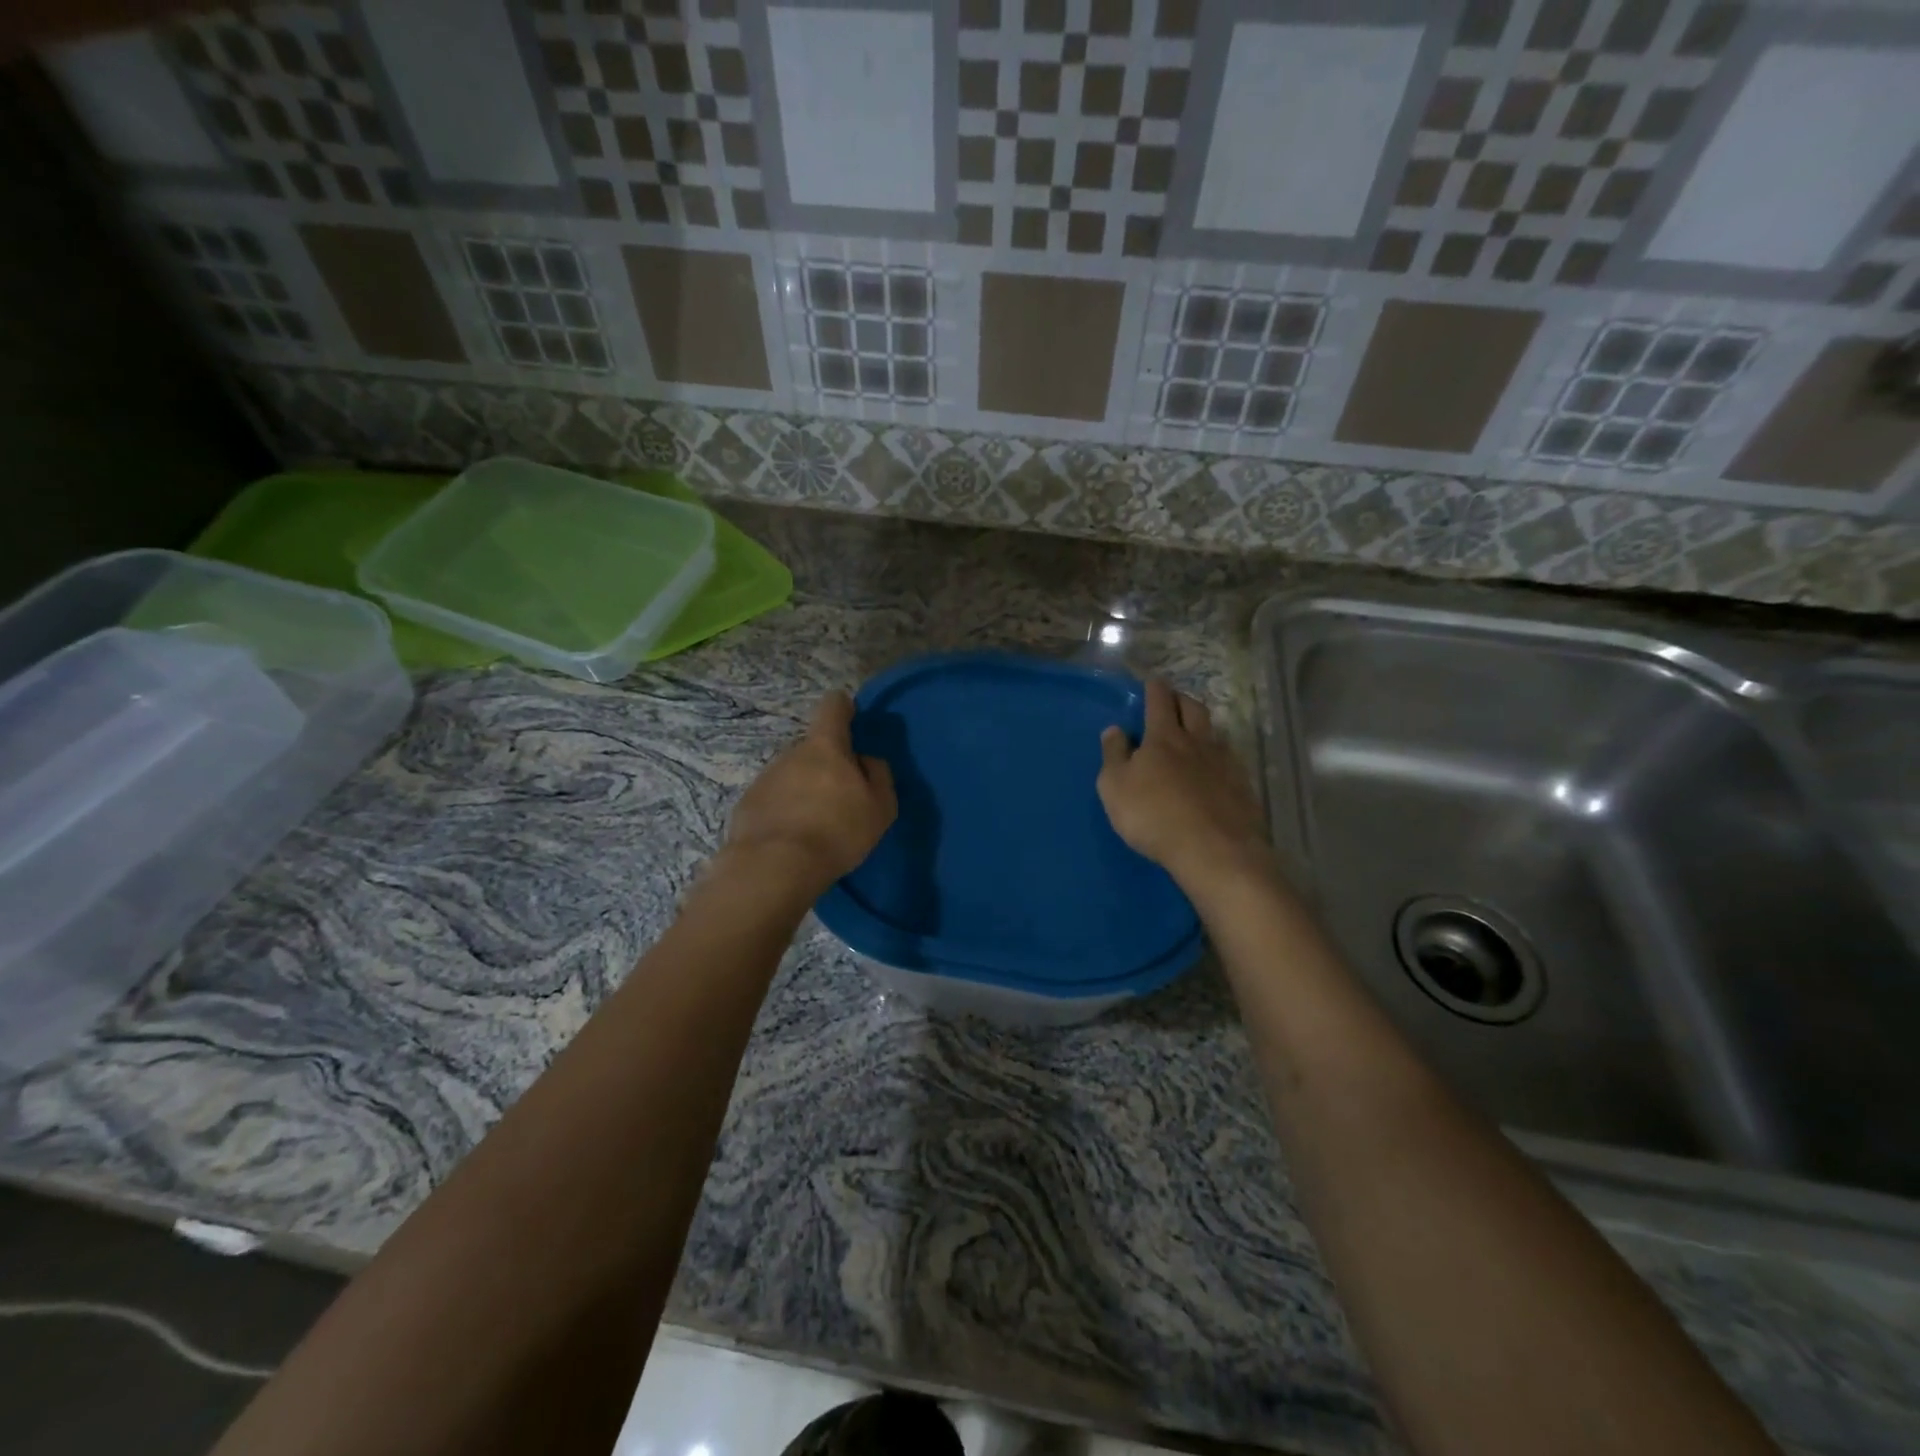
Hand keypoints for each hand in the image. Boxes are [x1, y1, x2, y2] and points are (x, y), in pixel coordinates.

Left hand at [724, 691, 896, 891]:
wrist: (775, 867)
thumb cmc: (837, 831)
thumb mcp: (880, 807)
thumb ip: (878, 775)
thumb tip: (866, 759)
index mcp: (825, 746)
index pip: (833, 706)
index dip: (844, 708)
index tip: (851, 720)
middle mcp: (791, 753)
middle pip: (813, 747)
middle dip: (826, 764)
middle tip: (841, 798)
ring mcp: (765, 778)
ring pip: (792, 774)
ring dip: (804, 790)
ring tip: (815, 826)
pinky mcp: (747, 805)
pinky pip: (773, 799)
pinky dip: (784, 811)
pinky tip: (791, 839)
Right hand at [1098, 680, 1268, 889]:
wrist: (1213, 849)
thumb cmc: (1153, 816)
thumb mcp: (1115, 787)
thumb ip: (1113, 755)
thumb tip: (1115, 729)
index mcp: (1163, 738)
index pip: (1159, 702)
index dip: (1154, 689)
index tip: (1152, 681)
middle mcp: (1197, 742)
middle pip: (1193, 709)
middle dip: (1182, 700)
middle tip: (1174, 700)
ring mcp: (1225, 764)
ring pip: (1214, 734)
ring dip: (1203, 728)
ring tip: (1195, 734)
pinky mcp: (1243, 787)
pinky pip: (1230, 761)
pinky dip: (1219, 758)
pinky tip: (1215, 771)